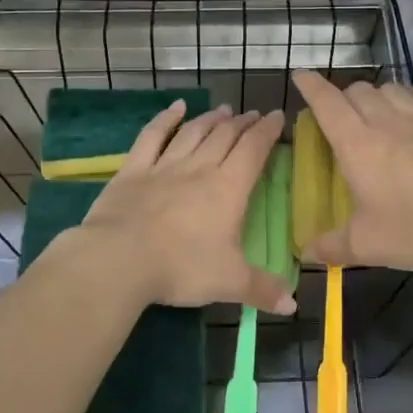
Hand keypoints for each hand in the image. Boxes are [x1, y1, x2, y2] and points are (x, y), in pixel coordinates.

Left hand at [72, 101, 296, 314]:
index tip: (277, 117)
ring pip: (193, 133)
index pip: (253, 150)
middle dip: (242, 123)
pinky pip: (153, 136)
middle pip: (225, 136)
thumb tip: (293, 305)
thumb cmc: (181, 268)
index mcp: (228, 189)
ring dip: (211, 119)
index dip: (268, 131)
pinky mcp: (133, 170)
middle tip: (253, 114)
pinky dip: (166, 119)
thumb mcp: (229, 282)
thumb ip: (262, 289)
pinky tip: (176, 107)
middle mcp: (199, 168)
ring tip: (223, 110)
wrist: (120, 258)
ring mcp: (164, 165)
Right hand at [290, 70, 412, 271]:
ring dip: (378, 94)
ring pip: (392, 87)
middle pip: (359, 91)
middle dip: (344, 97)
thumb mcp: (367, 246)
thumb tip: (306, 252)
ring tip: (377, 112)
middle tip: (341, 118)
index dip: (310, 85)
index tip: (300, 76)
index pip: (326, 102)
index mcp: (357, 145)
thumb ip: (331, 246)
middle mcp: (387, 121)